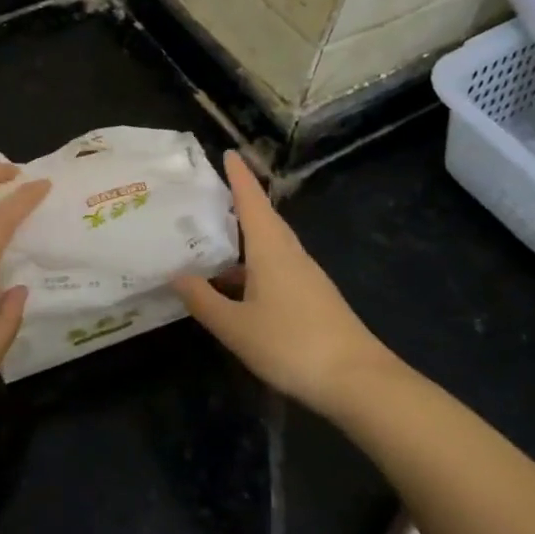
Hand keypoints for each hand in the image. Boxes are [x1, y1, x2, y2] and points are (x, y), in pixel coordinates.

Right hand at [172, 152, 395, 414]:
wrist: (358, 382)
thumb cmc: (292, 344)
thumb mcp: (235, 326)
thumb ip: (203, 300)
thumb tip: (175, 274)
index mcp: (272, 249)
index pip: (252, 201)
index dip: (238, 176)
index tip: (227, 152)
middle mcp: (290, 254)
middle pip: (263, 219)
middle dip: (239, 203)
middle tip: (209, 193)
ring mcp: (305, 277)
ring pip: (269, 246)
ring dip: (243, 237)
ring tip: (211, 238)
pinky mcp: (311, 298)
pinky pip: (275, 268)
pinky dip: (252, 265)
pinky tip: (234, 284)